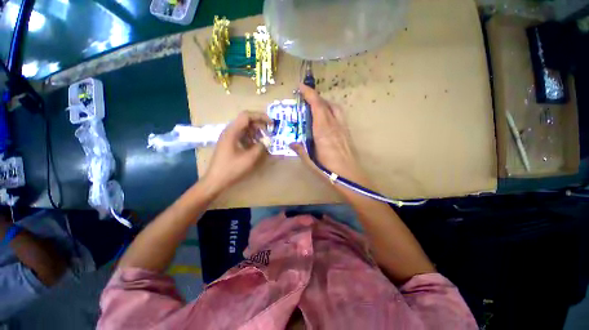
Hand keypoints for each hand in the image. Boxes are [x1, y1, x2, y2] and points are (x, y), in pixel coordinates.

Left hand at [202, 111, 270, 194]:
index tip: (271, 123)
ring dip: (255, 132)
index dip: (260, 116)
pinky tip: (256, 145)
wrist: (215, 180)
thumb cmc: (231, 169)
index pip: (247, 115)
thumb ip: (260, 147)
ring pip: (244, 128)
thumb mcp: (249, 158)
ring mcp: (228, 137)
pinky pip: (241, 136)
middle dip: (259, 125)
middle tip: (269, 133)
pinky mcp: (229, 143)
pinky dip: (250, 138)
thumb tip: (267, 141)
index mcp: (232, 131)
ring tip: (264, 140)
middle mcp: (229, 131)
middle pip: (245, 121)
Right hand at [290, 84, 369, 186]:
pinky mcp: (347, 133)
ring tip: (316, 107)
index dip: (309, 94)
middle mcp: (334, 125)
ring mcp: (342, 128)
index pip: (317, 106)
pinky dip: (331, 110)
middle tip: (305, 99)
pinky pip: (339, 115)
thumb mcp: (310, 162)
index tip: (301, 87)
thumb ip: (300, 150)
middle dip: (315, 97)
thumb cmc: (328, 170)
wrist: (350, 177)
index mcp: (323, 131)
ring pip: (335, 108)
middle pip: (326, 104)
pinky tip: (326, 119)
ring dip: (325, 103)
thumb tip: (291, 143)